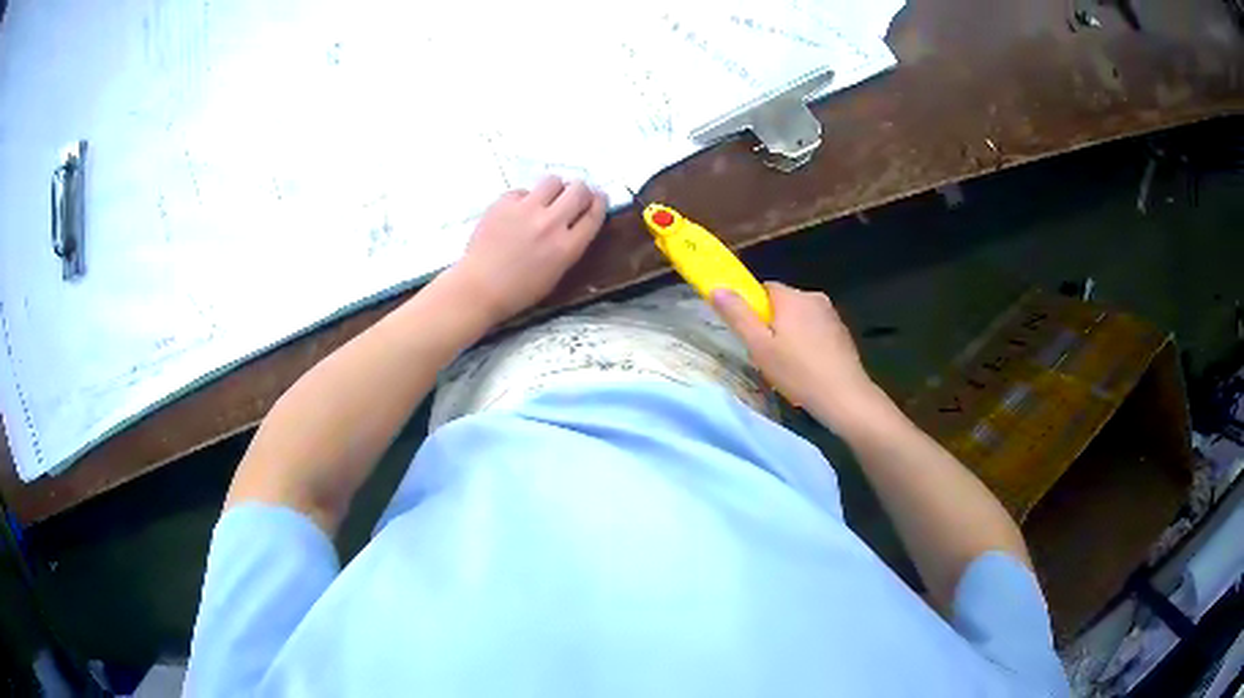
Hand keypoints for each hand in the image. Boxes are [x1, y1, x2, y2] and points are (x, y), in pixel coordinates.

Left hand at [446, 176, 606, 326]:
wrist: (479, 288)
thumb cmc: (518, 291)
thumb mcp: (556, 273)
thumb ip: (570, 246)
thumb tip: (576, 222)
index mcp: (567, 247)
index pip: (594, 213)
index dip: (599, 202)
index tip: (598, 198)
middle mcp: (551, 223)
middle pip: (578, 190)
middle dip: (580, 191)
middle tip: (574, 196)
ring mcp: (526, 210)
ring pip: (553, 181)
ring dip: (555, 188)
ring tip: (546, 199)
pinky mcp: (504, 202)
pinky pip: (523, 191)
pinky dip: (524, 198)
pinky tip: (516, 212)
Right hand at [711, 282, 884, 432]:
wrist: (844, 397)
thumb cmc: (798, 372)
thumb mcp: (760, 347)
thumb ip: (738, 316)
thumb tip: (717, 288)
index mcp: (793, 297)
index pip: (764, 289)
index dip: (753, 309)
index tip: (750, 334)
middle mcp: (814, 297)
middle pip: (783, 303)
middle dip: (772, 323)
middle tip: (766, 354)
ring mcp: (832, 315)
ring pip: (801, 318)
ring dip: (791, 334)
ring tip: (788, 365)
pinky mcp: (843, 332)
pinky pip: (816, 330)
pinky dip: (809, 343)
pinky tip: (807, 368)